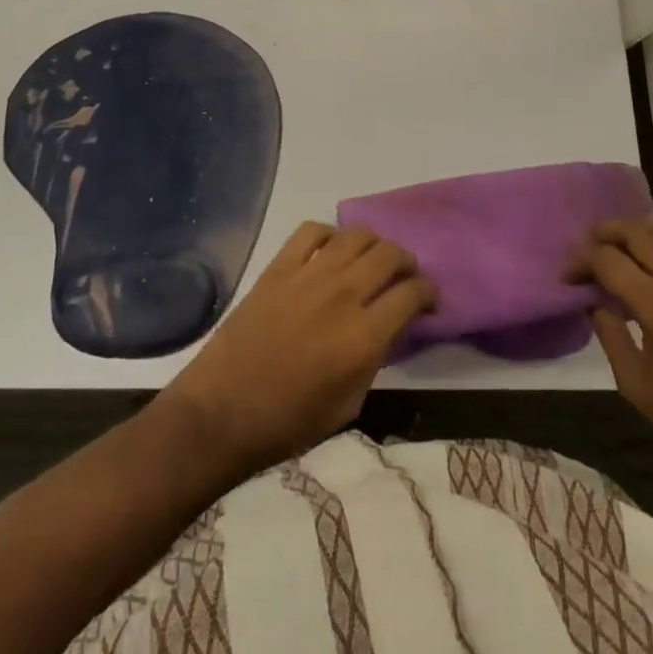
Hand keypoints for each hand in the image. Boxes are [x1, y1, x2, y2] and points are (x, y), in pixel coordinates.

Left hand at [158, 222, 436, 481]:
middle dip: (407, 263)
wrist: (222, 412)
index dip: (429, 293)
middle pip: (390, 254)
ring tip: (374, 260)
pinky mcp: (279, 267)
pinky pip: (312, 231)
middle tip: (406, 278)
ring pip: (356, 235)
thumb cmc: (288, 422)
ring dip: (375, 244)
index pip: (412, 293)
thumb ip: (375, 358)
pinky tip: (331, 251)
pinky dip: (330, 234)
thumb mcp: (348, 404)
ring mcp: (308, 275)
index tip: (430, 302)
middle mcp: (342, 295)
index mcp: (363, 336)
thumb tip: (389, 326)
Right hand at [569, 216, 652, 520]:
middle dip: (604, 234)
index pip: (608, 260)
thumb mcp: (639, 387)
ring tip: (623, 247)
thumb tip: (594, 300)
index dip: (581, 260)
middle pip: (635, 232)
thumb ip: (610, 335)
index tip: (569, 275)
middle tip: (589, 251)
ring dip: (637, 230)